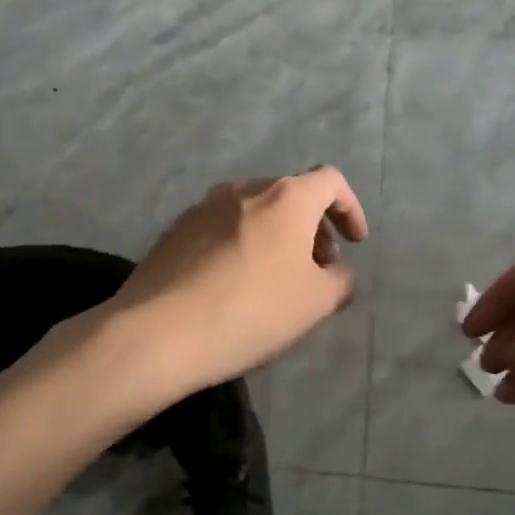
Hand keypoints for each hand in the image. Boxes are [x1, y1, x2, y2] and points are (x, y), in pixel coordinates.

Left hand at [106, 168, 368, 399]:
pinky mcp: (173, 231)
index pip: (330, 182)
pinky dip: (240, 246)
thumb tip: (336, 273)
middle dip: (312, 228)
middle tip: (318, 268)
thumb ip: (339, 281)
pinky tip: (233, 285)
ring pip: (252, 212)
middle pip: (290, 196)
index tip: (355, 244)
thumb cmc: (251, 311)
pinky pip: (220, 230)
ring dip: (274, 237)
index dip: (350, 209)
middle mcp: (242, 190)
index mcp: (285, 198)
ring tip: (276, 279)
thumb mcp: (314, 303)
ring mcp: (202, 208)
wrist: (158, 332)